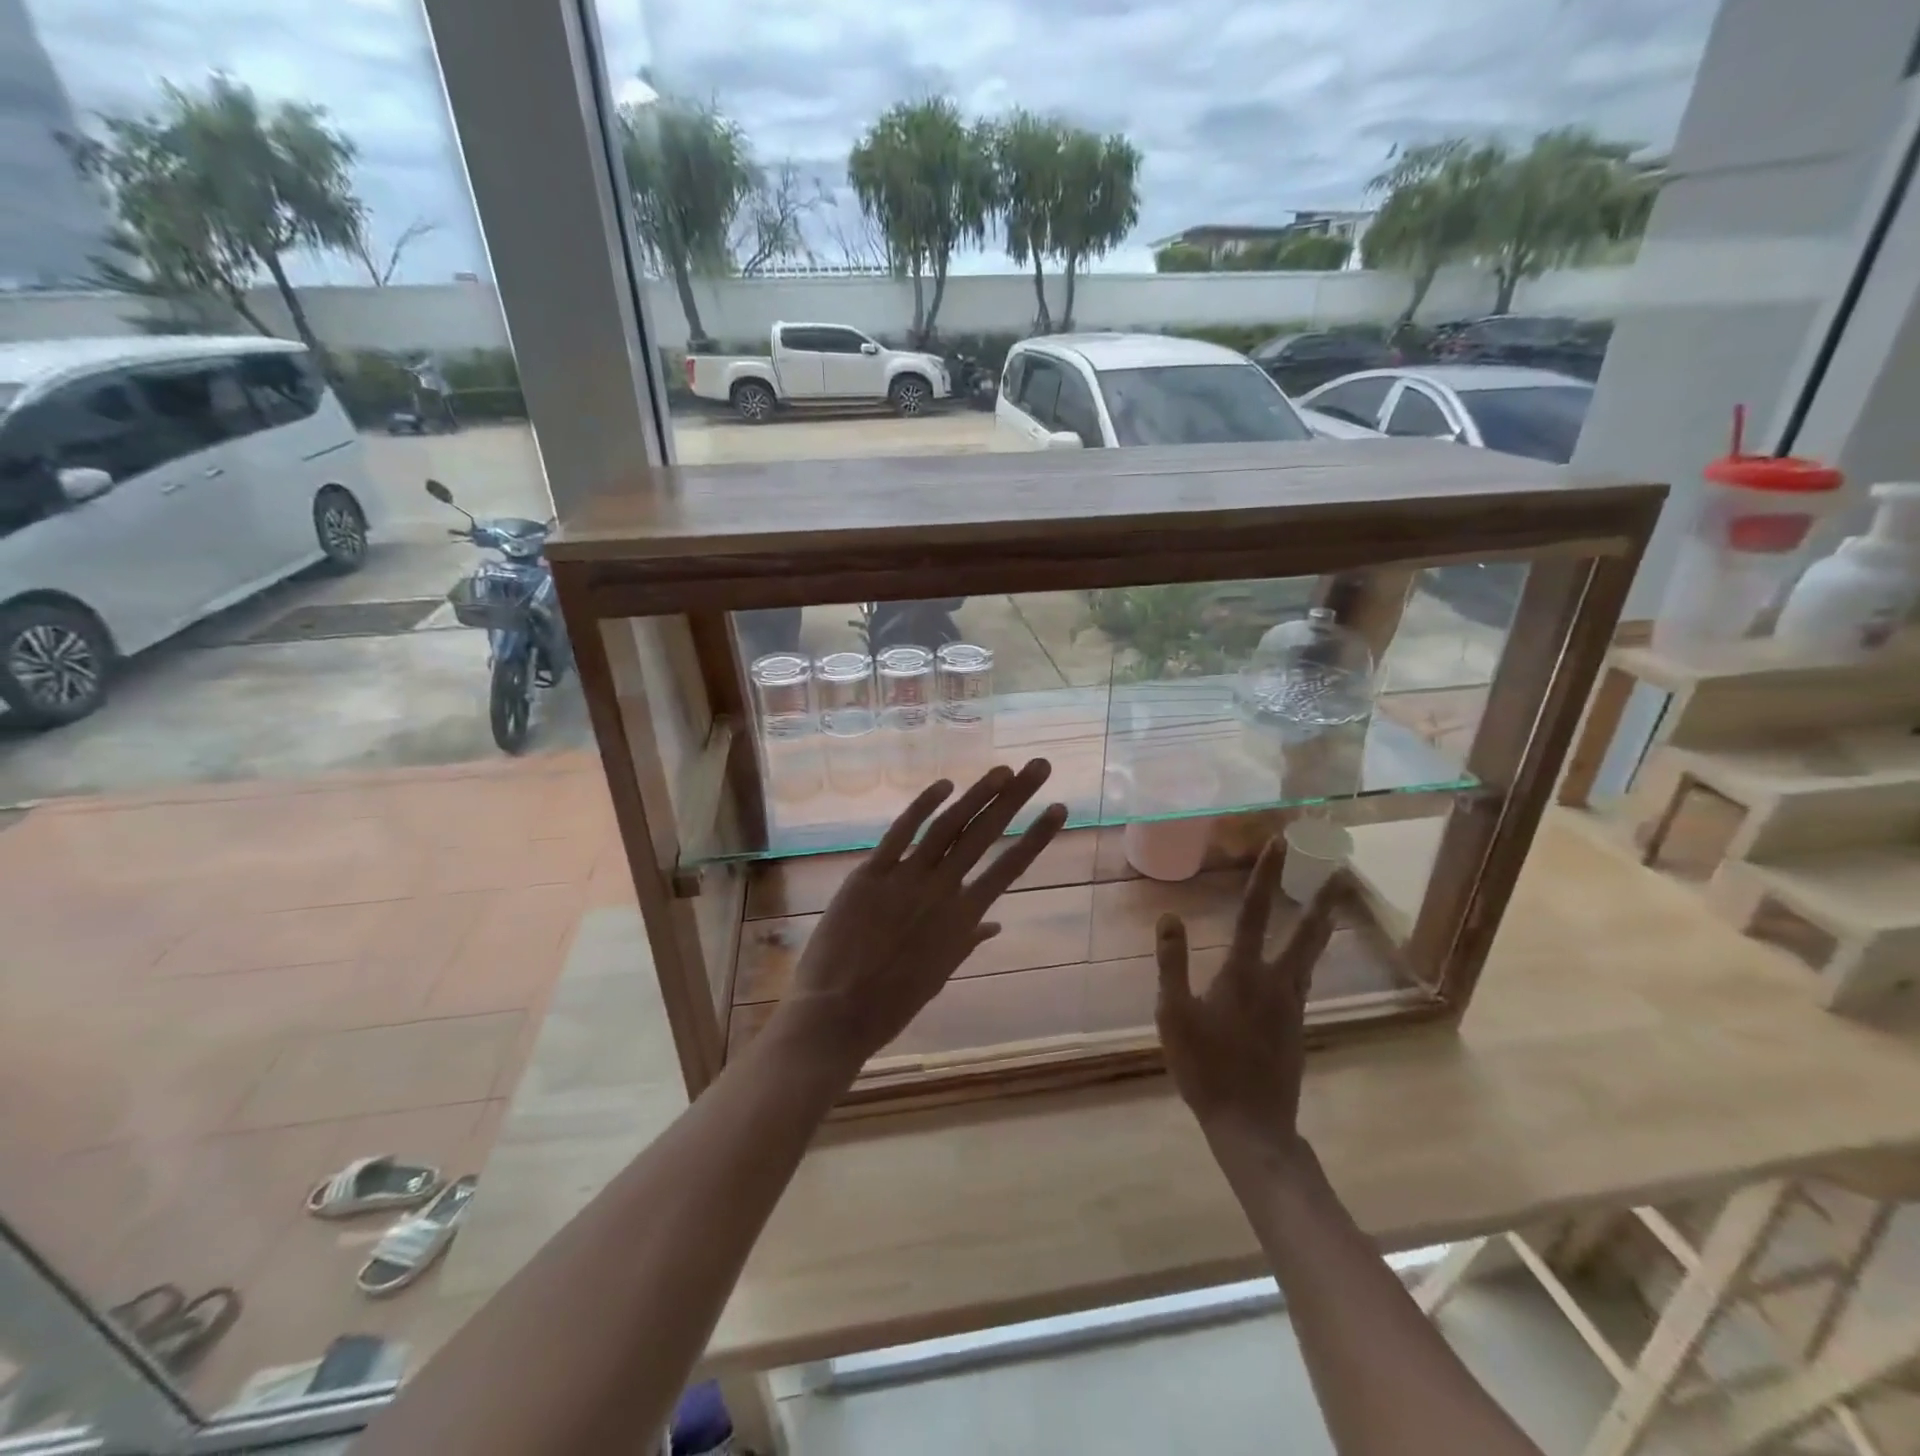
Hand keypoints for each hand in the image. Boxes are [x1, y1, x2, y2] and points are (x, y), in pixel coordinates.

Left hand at [775, 761, 1067, 1075]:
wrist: (837, 1014)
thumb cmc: (892, 1003)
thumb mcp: (938, 974)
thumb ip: (966, 940)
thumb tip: (993, 923)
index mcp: (962, 919)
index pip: (1009, 868)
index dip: (1036, 836)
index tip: (1058, 808)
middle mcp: (941, 891)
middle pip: (984, 835)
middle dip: (1015, 797)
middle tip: (1040, 766)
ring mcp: (904, 879)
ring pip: (948, 826)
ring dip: (977, 794)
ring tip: (1002, 770)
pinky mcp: (869, 874)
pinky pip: (899, 833)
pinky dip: (922, 806)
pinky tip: (944, 785)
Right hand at [1155, 839, 1346, 1161]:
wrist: (1251, 1125)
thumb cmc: (1205, 1067)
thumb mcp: (1173, 1014)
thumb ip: (1172, 963)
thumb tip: (1169, 916)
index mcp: (1243, 973)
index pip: (1254, 913)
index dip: (1265, 876)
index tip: (1278, 844)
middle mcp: (1277, 983)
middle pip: (1305, 934)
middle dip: (1321, 901)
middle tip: (1339, 873)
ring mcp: (1292, 1007)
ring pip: (1310, 958)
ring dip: (1319, 928)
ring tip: (1328, 909)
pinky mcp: (1296, 1028)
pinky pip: (1302, 982)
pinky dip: (1305, 959)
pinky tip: (1298, 965)